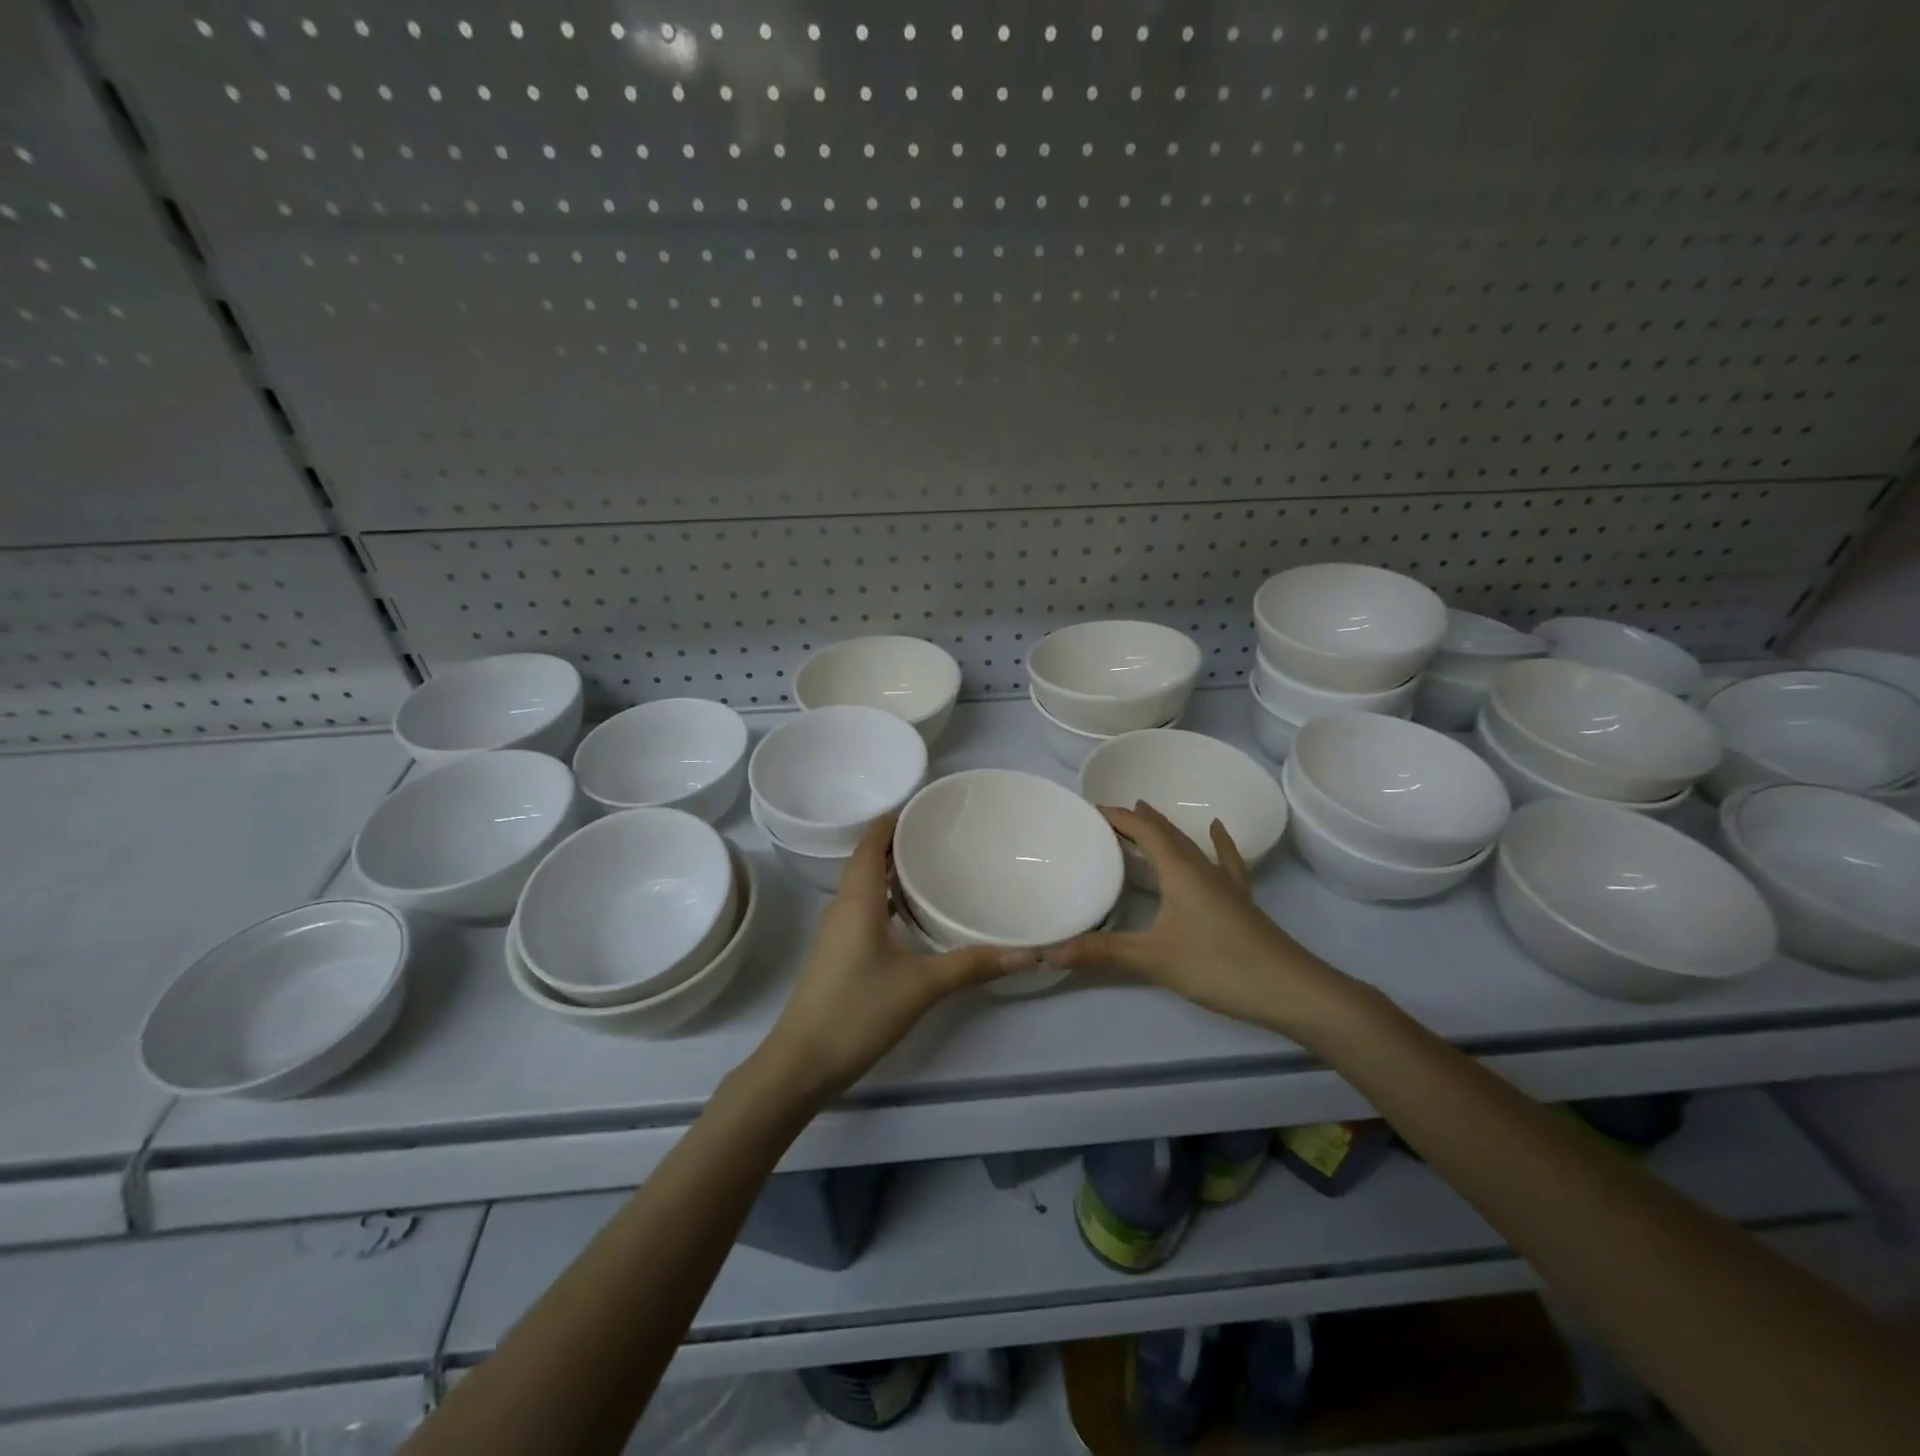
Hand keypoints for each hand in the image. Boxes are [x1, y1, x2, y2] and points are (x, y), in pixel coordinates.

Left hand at [756, 814, 1037, 1101]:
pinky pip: (866, 906)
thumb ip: (973, 964)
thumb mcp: (921, 985)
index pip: (872, 840)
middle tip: (947, 833)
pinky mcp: (840, 950)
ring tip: (937, 864)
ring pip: (867, 883)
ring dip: (895, 869)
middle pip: (870, 857)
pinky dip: (890, 897)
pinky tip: (917, 913)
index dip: (896, 817)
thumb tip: (1027, 952)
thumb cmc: (857, 1010)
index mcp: (857, 898)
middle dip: (902, 840)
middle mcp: (844, 904)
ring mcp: (838, 929)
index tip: (932, 806)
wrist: (802, 1062)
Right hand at [1047, 803, 1347, 1035]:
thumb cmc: (1219, 965)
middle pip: (1166, 833)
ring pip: (1190, 844)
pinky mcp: (1240, 900)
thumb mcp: (1154, 959)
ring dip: (1165, 830)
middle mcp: (1202, 867)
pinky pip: (1224, 860)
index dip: (1117, 817)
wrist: (1290, 989)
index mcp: (1179, 870)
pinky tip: (1217, 830)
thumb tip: (1050, 952)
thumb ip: (1102, 952)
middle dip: (1136, 821)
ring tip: (1146, 817)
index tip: (1089, 810)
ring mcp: (1225, 882)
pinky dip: (1216, 843)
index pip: (1143, 830)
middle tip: (1107, 817)